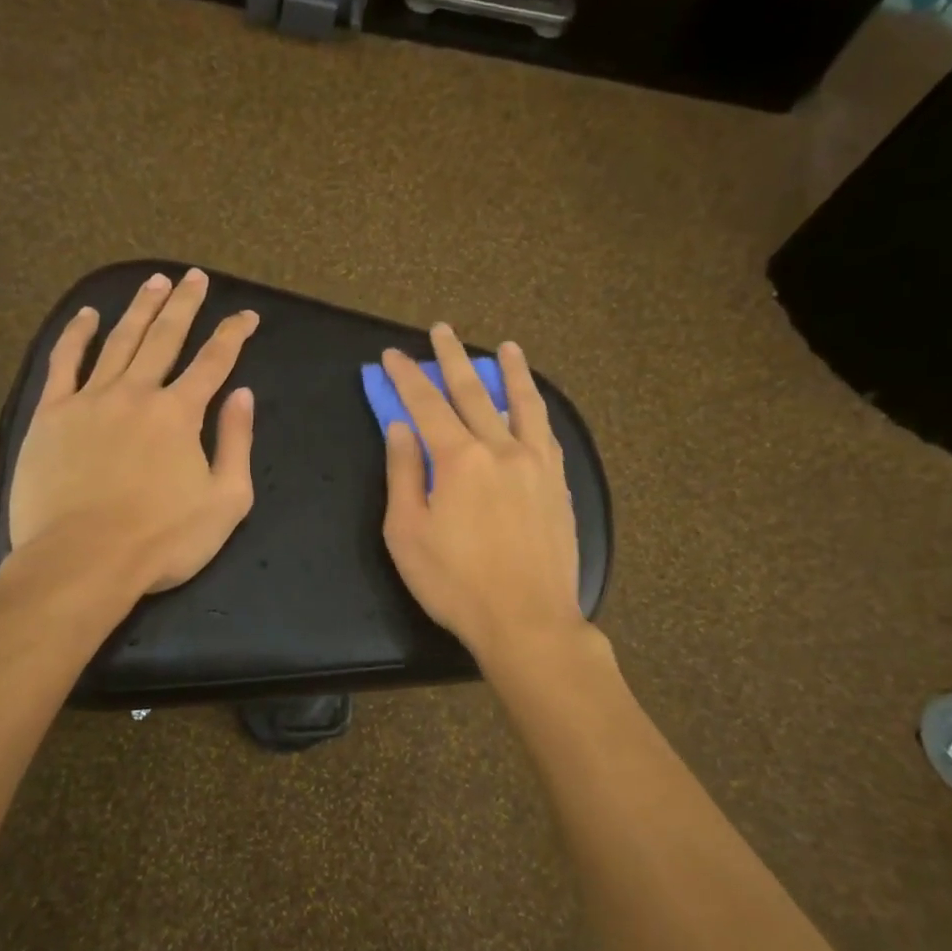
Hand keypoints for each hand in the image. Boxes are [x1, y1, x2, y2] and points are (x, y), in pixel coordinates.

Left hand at [8, 268, 258, 593]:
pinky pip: (64, 363)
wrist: (84, 561)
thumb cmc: (162, 540)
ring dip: (139, 309)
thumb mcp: (226, 501)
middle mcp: (137, 393)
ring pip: (119, 340)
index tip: (246, 315)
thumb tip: (243, 395)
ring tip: (154, 282)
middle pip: (165, 337)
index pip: (214, 362)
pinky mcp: (52, 414)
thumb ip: (236, 443)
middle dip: (184, 305)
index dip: (233, 335)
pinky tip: (86, 315)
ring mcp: (90, 399)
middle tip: (195, 277)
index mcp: (180, 414)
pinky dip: (76, 335)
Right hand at [380, 325, 583, 664]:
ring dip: (510, 372)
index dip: (407, 377)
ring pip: (523, 404)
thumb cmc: (455, 583)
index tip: (393, 355)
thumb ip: (402, 473)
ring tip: (506, 347)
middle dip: (453, 358)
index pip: (426, 405)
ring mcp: (536, 464)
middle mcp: (501, 448)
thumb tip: (400, 427)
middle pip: (473, 392)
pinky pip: (546, 434)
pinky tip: (534, 405)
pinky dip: (536, 410)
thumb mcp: (407, 532)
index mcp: (459, 459)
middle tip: (442, 329)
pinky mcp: (558, 485)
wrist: (528, 621)